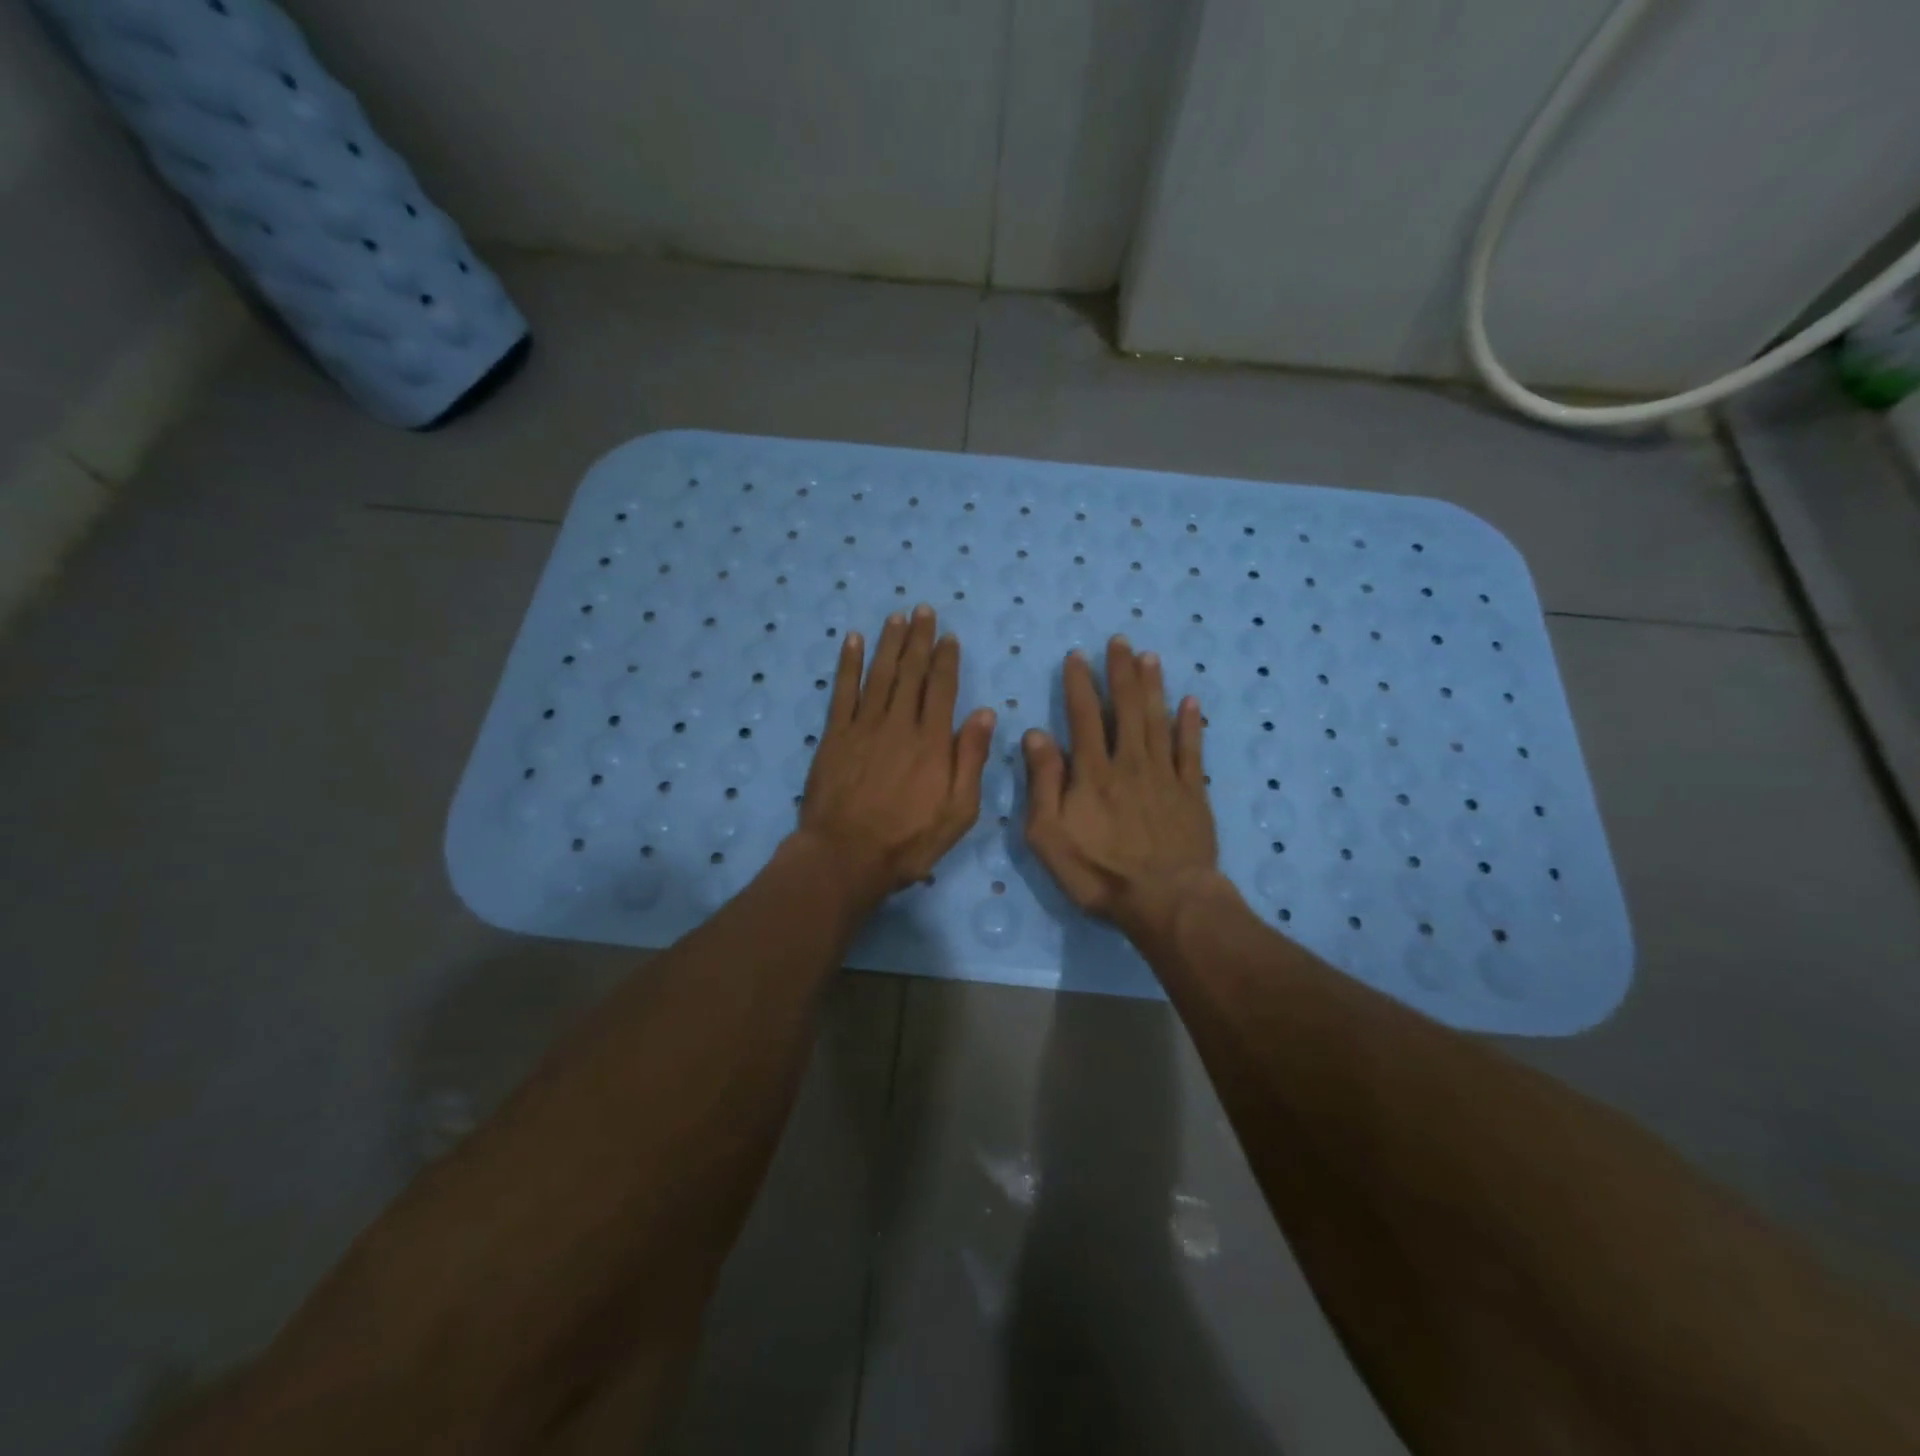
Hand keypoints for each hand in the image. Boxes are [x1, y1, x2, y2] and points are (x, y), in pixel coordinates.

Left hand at [797, 605, 995, 904]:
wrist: (846, 856)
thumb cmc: (909, 840)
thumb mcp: (959, 811)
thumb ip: (971, 759)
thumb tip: (985, 712)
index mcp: (933, 741)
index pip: (942, 688)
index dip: (946, 660)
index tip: (949, 637)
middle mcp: (900, 724)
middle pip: (911, 673)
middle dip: (918, 639)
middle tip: (922, 610)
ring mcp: (864, 727)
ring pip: (879, 674)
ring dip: (888, 643)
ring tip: (896, 617)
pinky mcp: (834, 736)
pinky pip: (843, 691)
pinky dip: (848, 664)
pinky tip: (852, 641)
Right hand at [1023, 636, 1222, 944]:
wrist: (1165, 901)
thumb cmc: (1098, 873)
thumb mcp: (1049, 836)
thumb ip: (1043, 783)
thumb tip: (1036, 735)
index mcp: (1092, 773)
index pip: (1083, 717)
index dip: (1079, 684)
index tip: (1077, 657)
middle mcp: (1129, 763)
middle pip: (1125, 708)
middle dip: (1120, 672)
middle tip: (1120, 641)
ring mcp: (1165, 775)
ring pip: (1157, 720)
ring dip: (1152, 687)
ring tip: (1149, 657)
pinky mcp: (1192, 793)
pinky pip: (1191, 750)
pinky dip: (1191, 724)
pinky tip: (1190, 702)